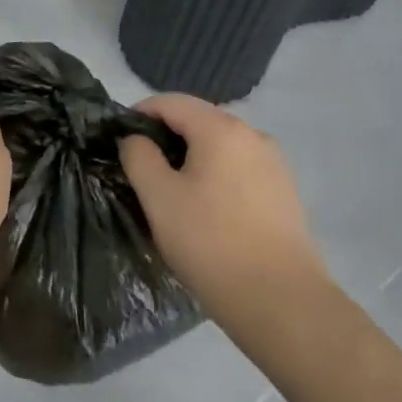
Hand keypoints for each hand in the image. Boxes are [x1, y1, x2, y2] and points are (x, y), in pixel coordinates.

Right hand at [119, 93, 330, 314]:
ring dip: (190, 158)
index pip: (171, 102)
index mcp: (221, 129)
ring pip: (220, 147)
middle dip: (165, 137)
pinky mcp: (284, 192)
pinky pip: (239, 169)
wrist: (280, 300)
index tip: (118, 140)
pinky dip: (214, 176)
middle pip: (198, 121)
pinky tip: (204, 209)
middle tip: (140, 170)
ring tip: (170, 193)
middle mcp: (253, 135)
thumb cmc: (209, 242)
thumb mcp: (158, 197)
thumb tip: (136, 139)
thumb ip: (138, 156)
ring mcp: (274, 164)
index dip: (139, 113)